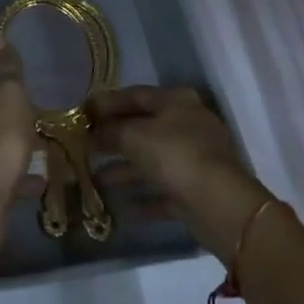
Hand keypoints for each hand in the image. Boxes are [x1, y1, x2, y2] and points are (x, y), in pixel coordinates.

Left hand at [0, 38, 37, 251]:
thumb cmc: (1, 136)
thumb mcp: (9, 94)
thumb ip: (7, 69)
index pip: (3, 98)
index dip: (19, 95)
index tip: (41, 92)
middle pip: (8, 129)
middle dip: (27, 127)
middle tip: (56, 125)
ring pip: (14, 158)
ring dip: (30, 155)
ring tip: (60, 154)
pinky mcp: (0, 199)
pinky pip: (19, 186)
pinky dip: (31, 183)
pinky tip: (49, 186)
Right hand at [92, 85, 270, 257]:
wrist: (221, 205)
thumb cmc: (174, 155)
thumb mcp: (134, 136)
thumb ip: (110, 131)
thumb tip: (93, 133)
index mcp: (175, 101)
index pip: (135, 95)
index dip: (107, 103)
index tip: (83, 114)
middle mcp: (187, 125)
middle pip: (143, 128)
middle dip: (114, 138)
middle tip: (85, 147)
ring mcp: (194, 159)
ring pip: (152, 161)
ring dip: (125, 170)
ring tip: (95, 179)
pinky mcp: (196, 192)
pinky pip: (163, 191)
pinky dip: (143, 198)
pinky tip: (120, 208)